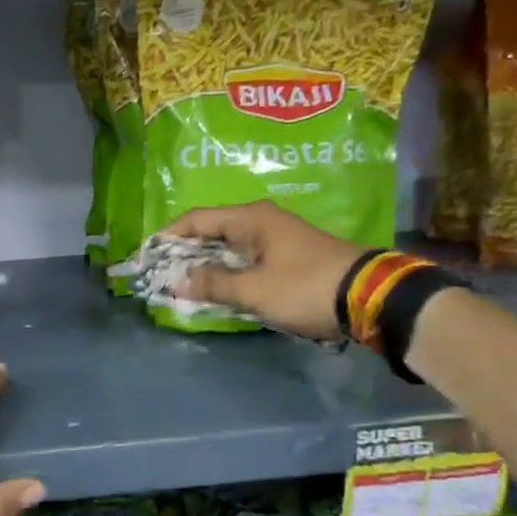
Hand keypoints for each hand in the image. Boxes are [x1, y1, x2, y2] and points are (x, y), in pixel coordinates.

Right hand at [162, 202, 368, 340]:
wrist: (370, 297)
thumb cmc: (306, 287)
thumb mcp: (254, 290)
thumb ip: (213, 284)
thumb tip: (177, 283)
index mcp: (251, 218)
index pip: (196, 219)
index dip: (168, 236)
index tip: (146, 256)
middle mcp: (261, 221)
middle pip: (211, 231)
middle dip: (183, 252)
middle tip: (159, 273)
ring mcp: (277, 238)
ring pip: (228, 247)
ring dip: (205, 265)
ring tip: (180, 283)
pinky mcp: (288, 256)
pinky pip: (245, 259)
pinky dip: (226, 272)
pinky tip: (215, 288)